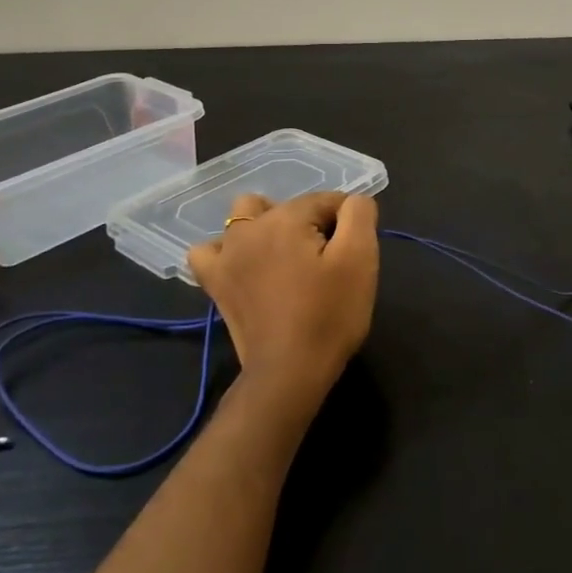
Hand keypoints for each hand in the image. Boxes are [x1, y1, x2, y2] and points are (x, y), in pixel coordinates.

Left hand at [188, 191, 379, 418]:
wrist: (290, 372)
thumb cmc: (330, 314)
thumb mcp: (360, 258)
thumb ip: (359, 214)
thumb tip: (352, 202)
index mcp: (286, 219)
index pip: (326, 200)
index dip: (347, 222)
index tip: (354, 253)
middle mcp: (249, 228)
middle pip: (289, 207)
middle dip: (311, 223)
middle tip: (326, 260)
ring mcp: (225, 256)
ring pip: (246, 218)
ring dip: (268, 227)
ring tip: (288, 257)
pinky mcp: (215, 283)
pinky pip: (211, 251)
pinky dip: (228, 251)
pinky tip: (247, 265)